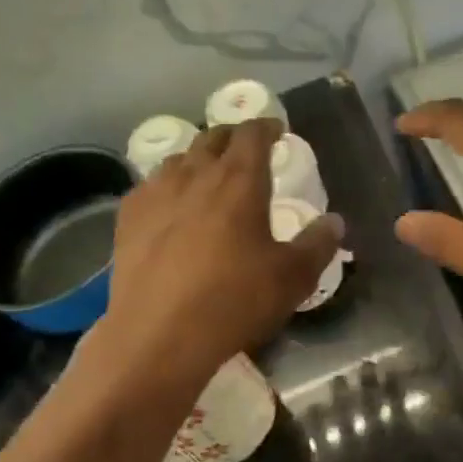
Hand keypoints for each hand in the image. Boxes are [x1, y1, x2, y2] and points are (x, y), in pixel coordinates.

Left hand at [96, 119, 341, 388]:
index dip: (266, 126)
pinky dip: (167, 185)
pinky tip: (170, 205)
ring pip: (179, 159)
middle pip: (212, 138)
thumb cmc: (235, 301)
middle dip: (232, 137)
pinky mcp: (128, 219)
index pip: (252, 134)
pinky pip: (149, 186)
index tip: (276, 129)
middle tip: (245, 150)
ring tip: (207, 175)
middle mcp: (195, 175)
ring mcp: (155, 194)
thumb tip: (334, 221)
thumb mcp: (293, 278)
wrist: (160, 335)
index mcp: (240, 181)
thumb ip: (318, 244)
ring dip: (198, 159)